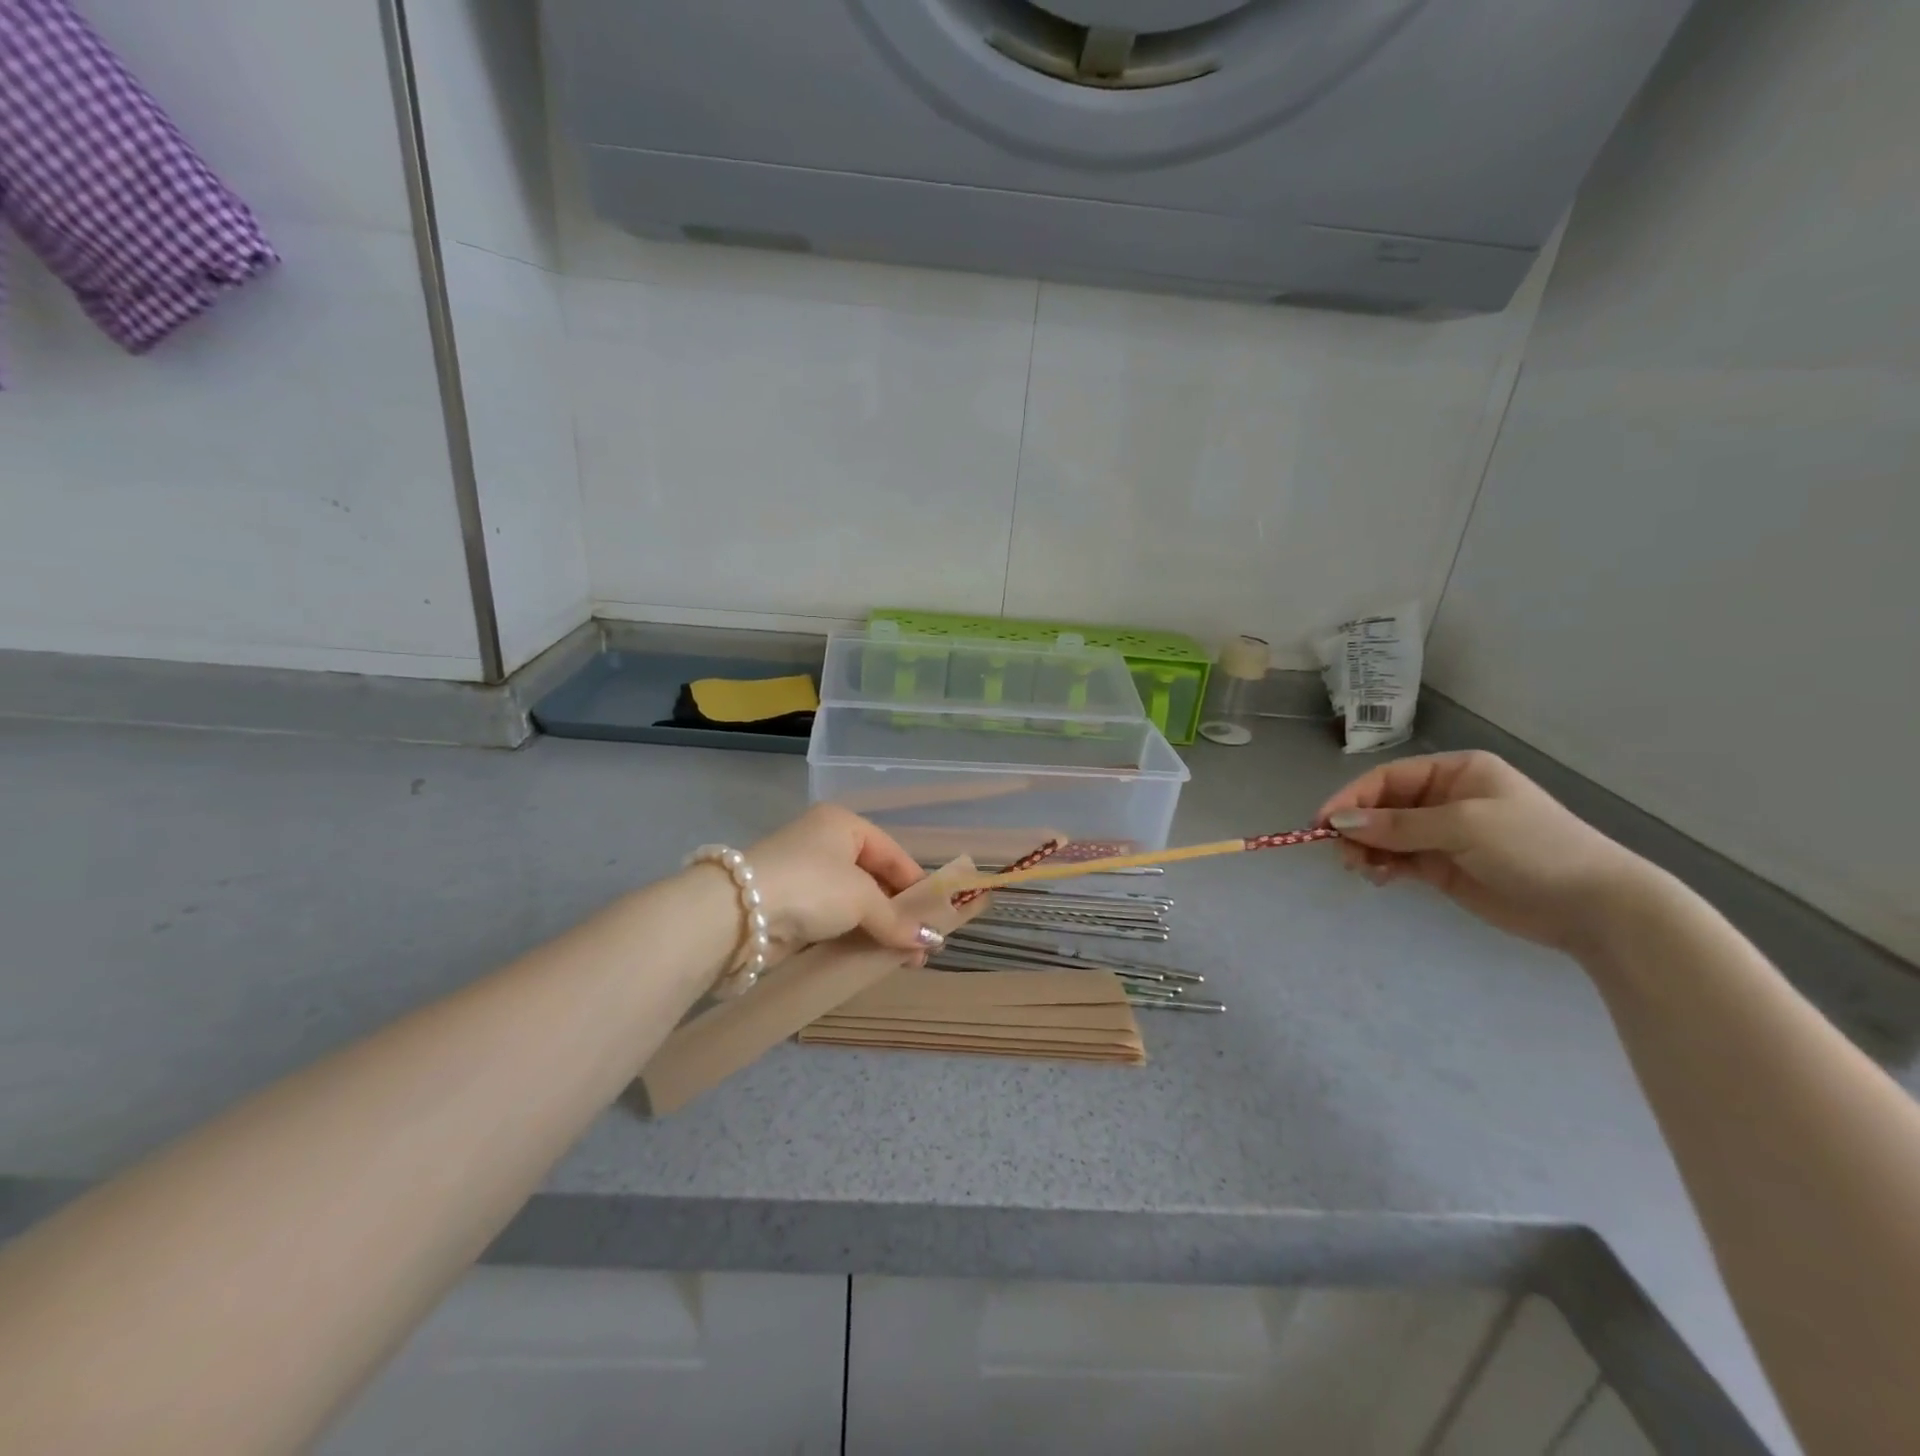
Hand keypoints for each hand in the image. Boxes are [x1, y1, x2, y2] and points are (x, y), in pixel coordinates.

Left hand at [741, 804, 940, 957]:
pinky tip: (871, 959)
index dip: (916, 885)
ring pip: (854, 904)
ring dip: (880, 930)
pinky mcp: (790, 908)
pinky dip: (853, 938)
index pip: (893, 853)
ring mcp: (805, 877)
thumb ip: (898, 920)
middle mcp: (824, 844)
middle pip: (874, 879)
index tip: (938, 917)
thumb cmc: (811, 886)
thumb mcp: (862, 898)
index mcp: (843, 824)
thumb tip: (933, 943)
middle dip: (900, 913)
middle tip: (922, 946)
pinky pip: (833, 922)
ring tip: (905, 959)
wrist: (738, 914)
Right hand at [1316, 751, 1654, 953]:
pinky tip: (1379, 878)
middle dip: (1357, 827)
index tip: (1322, 822)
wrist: (1594, 906)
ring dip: (1366, 849)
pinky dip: (1382, 866)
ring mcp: (1443, 834)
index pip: (1387, 778)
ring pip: (1385, 835)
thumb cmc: (1532, 847)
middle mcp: (1445, 798)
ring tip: (1360, 869)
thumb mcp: (1463, 826)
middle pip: (1381, 806)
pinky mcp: (1443, 866)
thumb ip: (1397, 825)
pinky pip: (1398, 860)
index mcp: (1455, 773)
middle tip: (1341, 855)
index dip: (1352, 798)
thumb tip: (1338, 822)